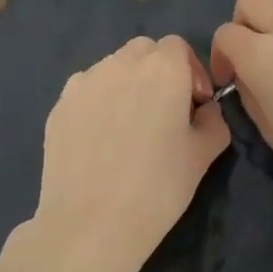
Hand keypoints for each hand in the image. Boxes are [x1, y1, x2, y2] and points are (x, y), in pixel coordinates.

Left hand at [22, 34, 229, 271]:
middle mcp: (121, 64)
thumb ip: (214, 120)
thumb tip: (204, 110)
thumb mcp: (204, 154)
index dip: (191, 72)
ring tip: (130, 127)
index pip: (178, 47)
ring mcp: (84, 83)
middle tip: (164, 112)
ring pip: (113, 68)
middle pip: (144, 51)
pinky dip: (99, 102)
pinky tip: (102, 140)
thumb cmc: (159, 187)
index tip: (194, 105)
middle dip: (158, 71)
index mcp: (163, 69)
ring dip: (127, 84)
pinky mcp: (59, 106)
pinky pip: (87, 91)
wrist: (91, 224)